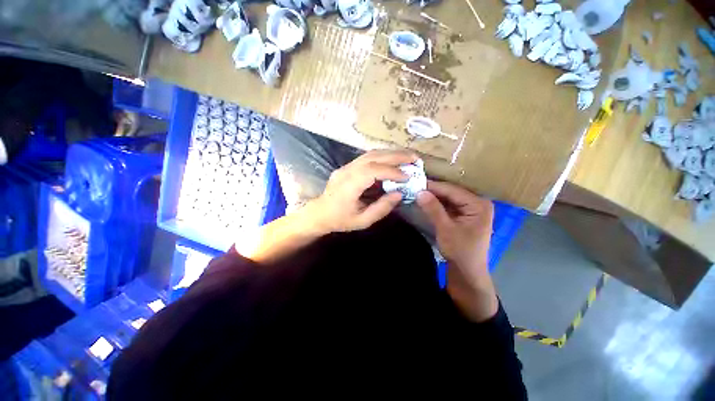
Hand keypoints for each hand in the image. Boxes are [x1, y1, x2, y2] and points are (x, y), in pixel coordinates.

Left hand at [308, 150, 417, 232]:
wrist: (320, 213)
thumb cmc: (341, 220)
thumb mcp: (363, 221)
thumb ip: (382, 208)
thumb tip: (399, 193)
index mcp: (348, 186)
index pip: (372, 171)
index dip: (392, 171)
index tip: (407, 176)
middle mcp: (346, 171)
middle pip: (373, 157)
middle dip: (396, 156)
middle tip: (415, 158)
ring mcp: (346, 166)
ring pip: (370, 154)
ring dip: (391, 153)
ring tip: (407, 157)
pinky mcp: (347, 166)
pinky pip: (367, 158)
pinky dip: (383, 157)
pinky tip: (393, 160)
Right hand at [417, 180, 493, 269]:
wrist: (467, 271)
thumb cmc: (460, 251)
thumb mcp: (445, 229)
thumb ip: (433, 209)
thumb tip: (419, 192)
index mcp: (478, 204)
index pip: (452, 190)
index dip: (433, 186)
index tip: (415, 182)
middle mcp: (477, 203)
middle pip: (451, 192)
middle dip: (433, 190)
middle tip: (414, 186)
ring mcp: (471, 209)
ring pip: (449, 198)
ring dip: (434, 196)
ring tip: (417, 191)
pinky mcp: (465, 215)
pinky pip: (449, 205)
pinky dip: (437, 204)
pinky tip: (425, 201)